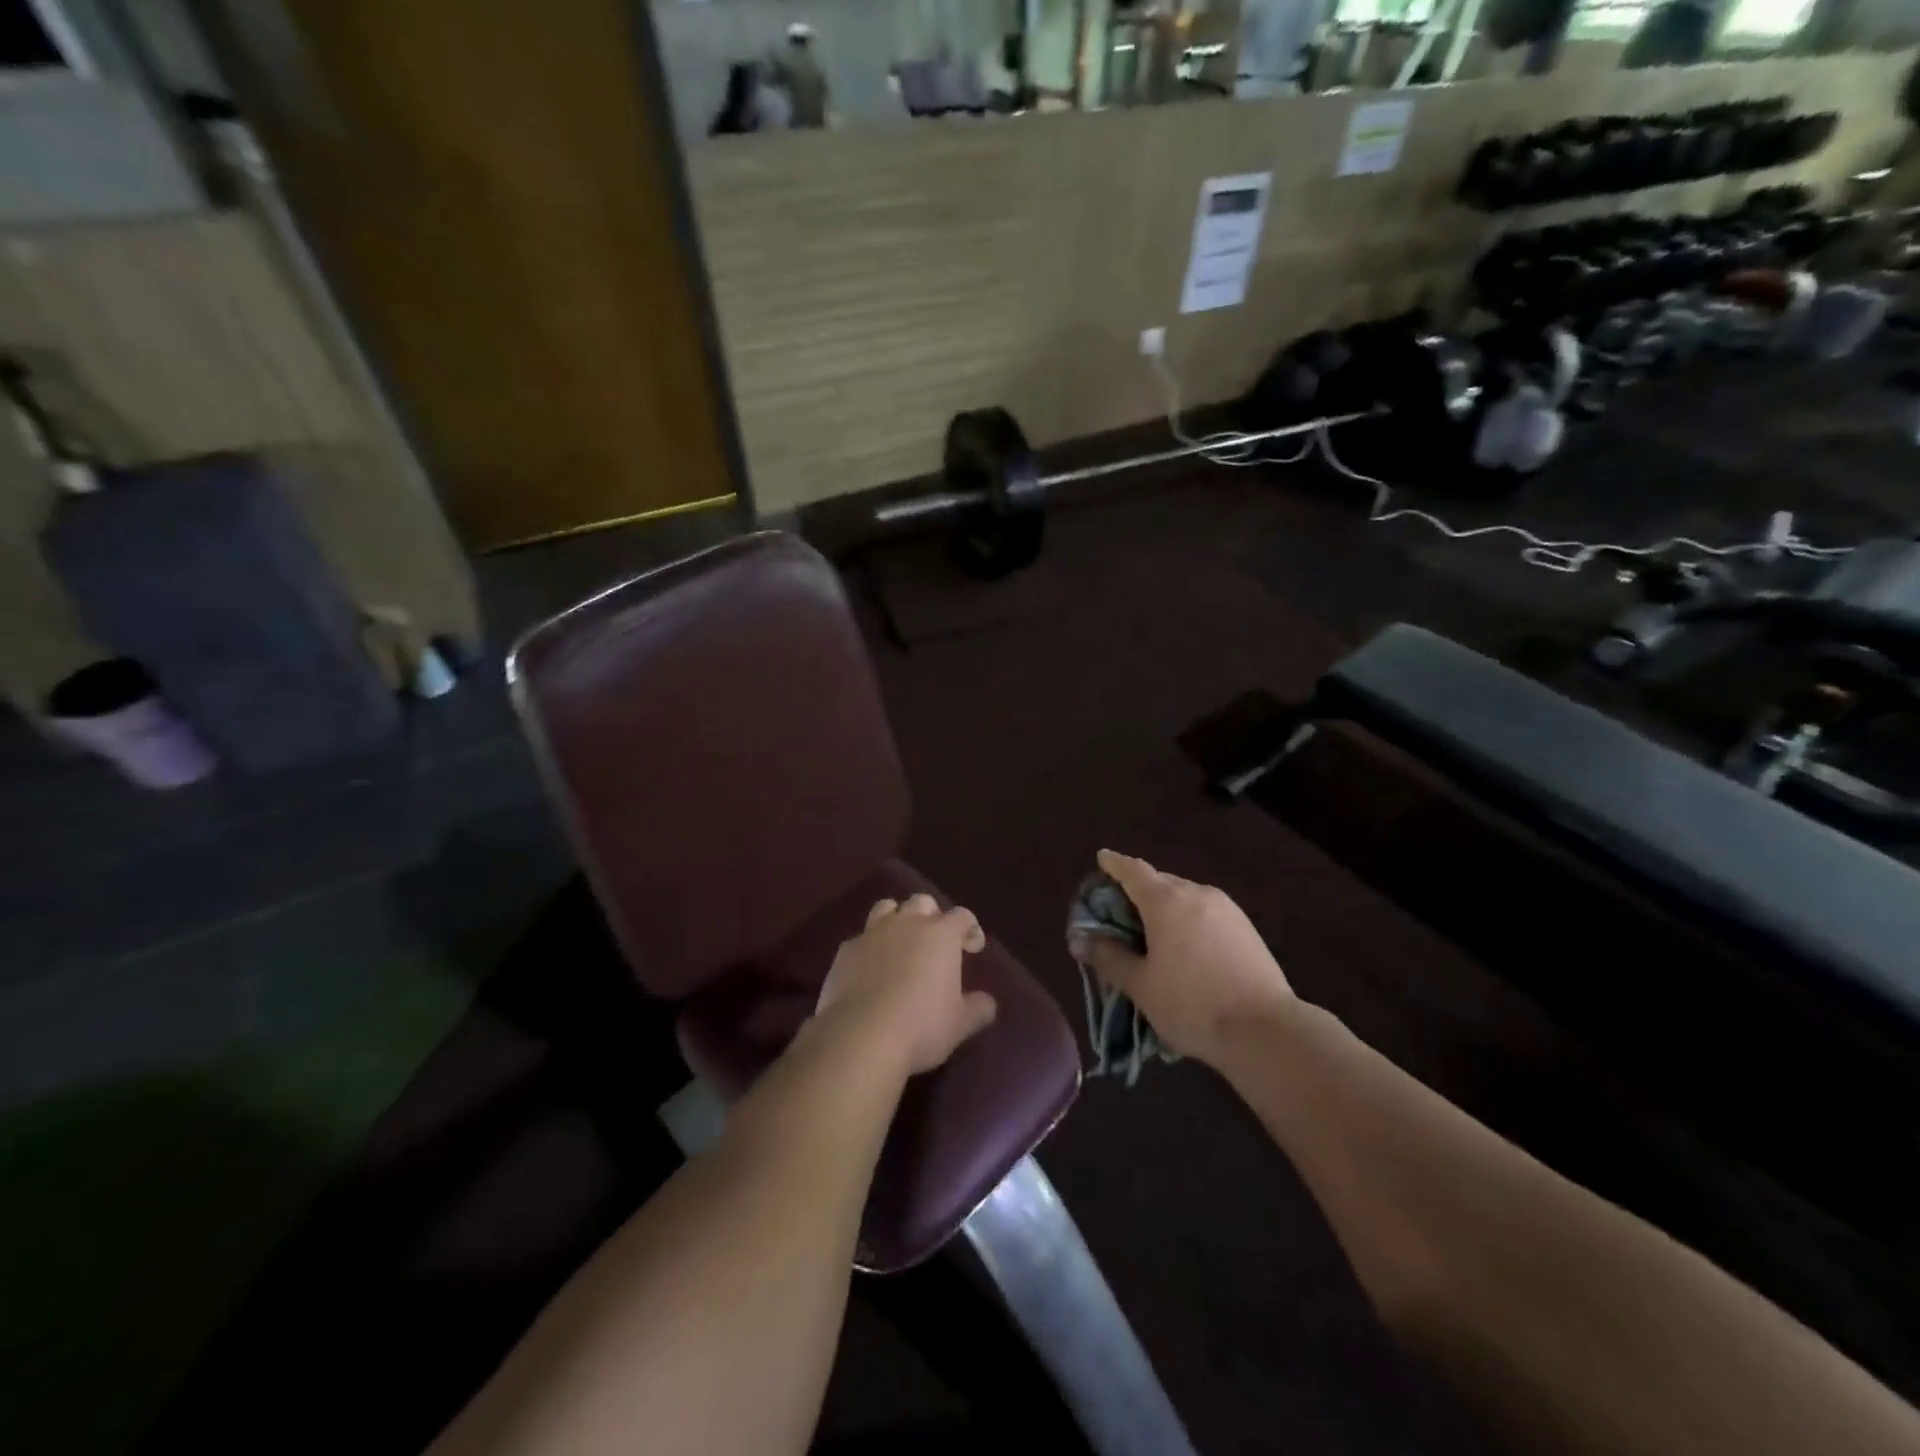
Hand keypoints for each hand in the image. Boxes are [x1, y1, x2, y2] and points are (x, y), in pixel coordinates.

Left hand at [817, 894, 997, 1075]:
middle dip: (932, 916)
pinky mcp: (846, 950)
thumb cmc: (921, 1026)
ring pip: (887, 908)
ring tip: (900, 944)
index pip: (962, 915)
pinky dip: (870, 947)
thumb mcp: (960, 1024)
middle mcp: (907, 924)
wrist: (861, 1036)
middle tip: (935, 943)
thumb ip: (978, 1008)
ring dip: (897, 919)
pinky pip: (861, 938)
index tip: (972, 948)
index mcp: (941, 935)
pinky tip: (870, 969)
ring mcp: (873, 933)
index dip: (970, 928)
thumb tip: (987, 1003)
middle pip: (922, 902)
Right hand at [1068, 850, 1294, 1067]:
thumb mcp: (1141, 985)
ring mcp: (1226, 909)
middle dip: (1137, 890)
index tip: (1101, 859)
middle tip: (1119, 911)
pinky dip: (1187, 918)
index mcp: (1166, 901)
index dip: (1114, 864)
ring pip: (1184, 896)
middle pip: (1159, 881)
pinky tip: (1184, 946)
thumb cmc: (1192, 1005)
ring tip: (1151, 933)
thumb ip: (1108, 957)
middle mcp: (1197, 893)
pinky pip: (1205, 911)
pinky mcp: (1246, 928)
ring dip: (1164, 906)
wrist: (1266, 1031)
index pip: (1132, 870)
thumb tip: (1079, 940)